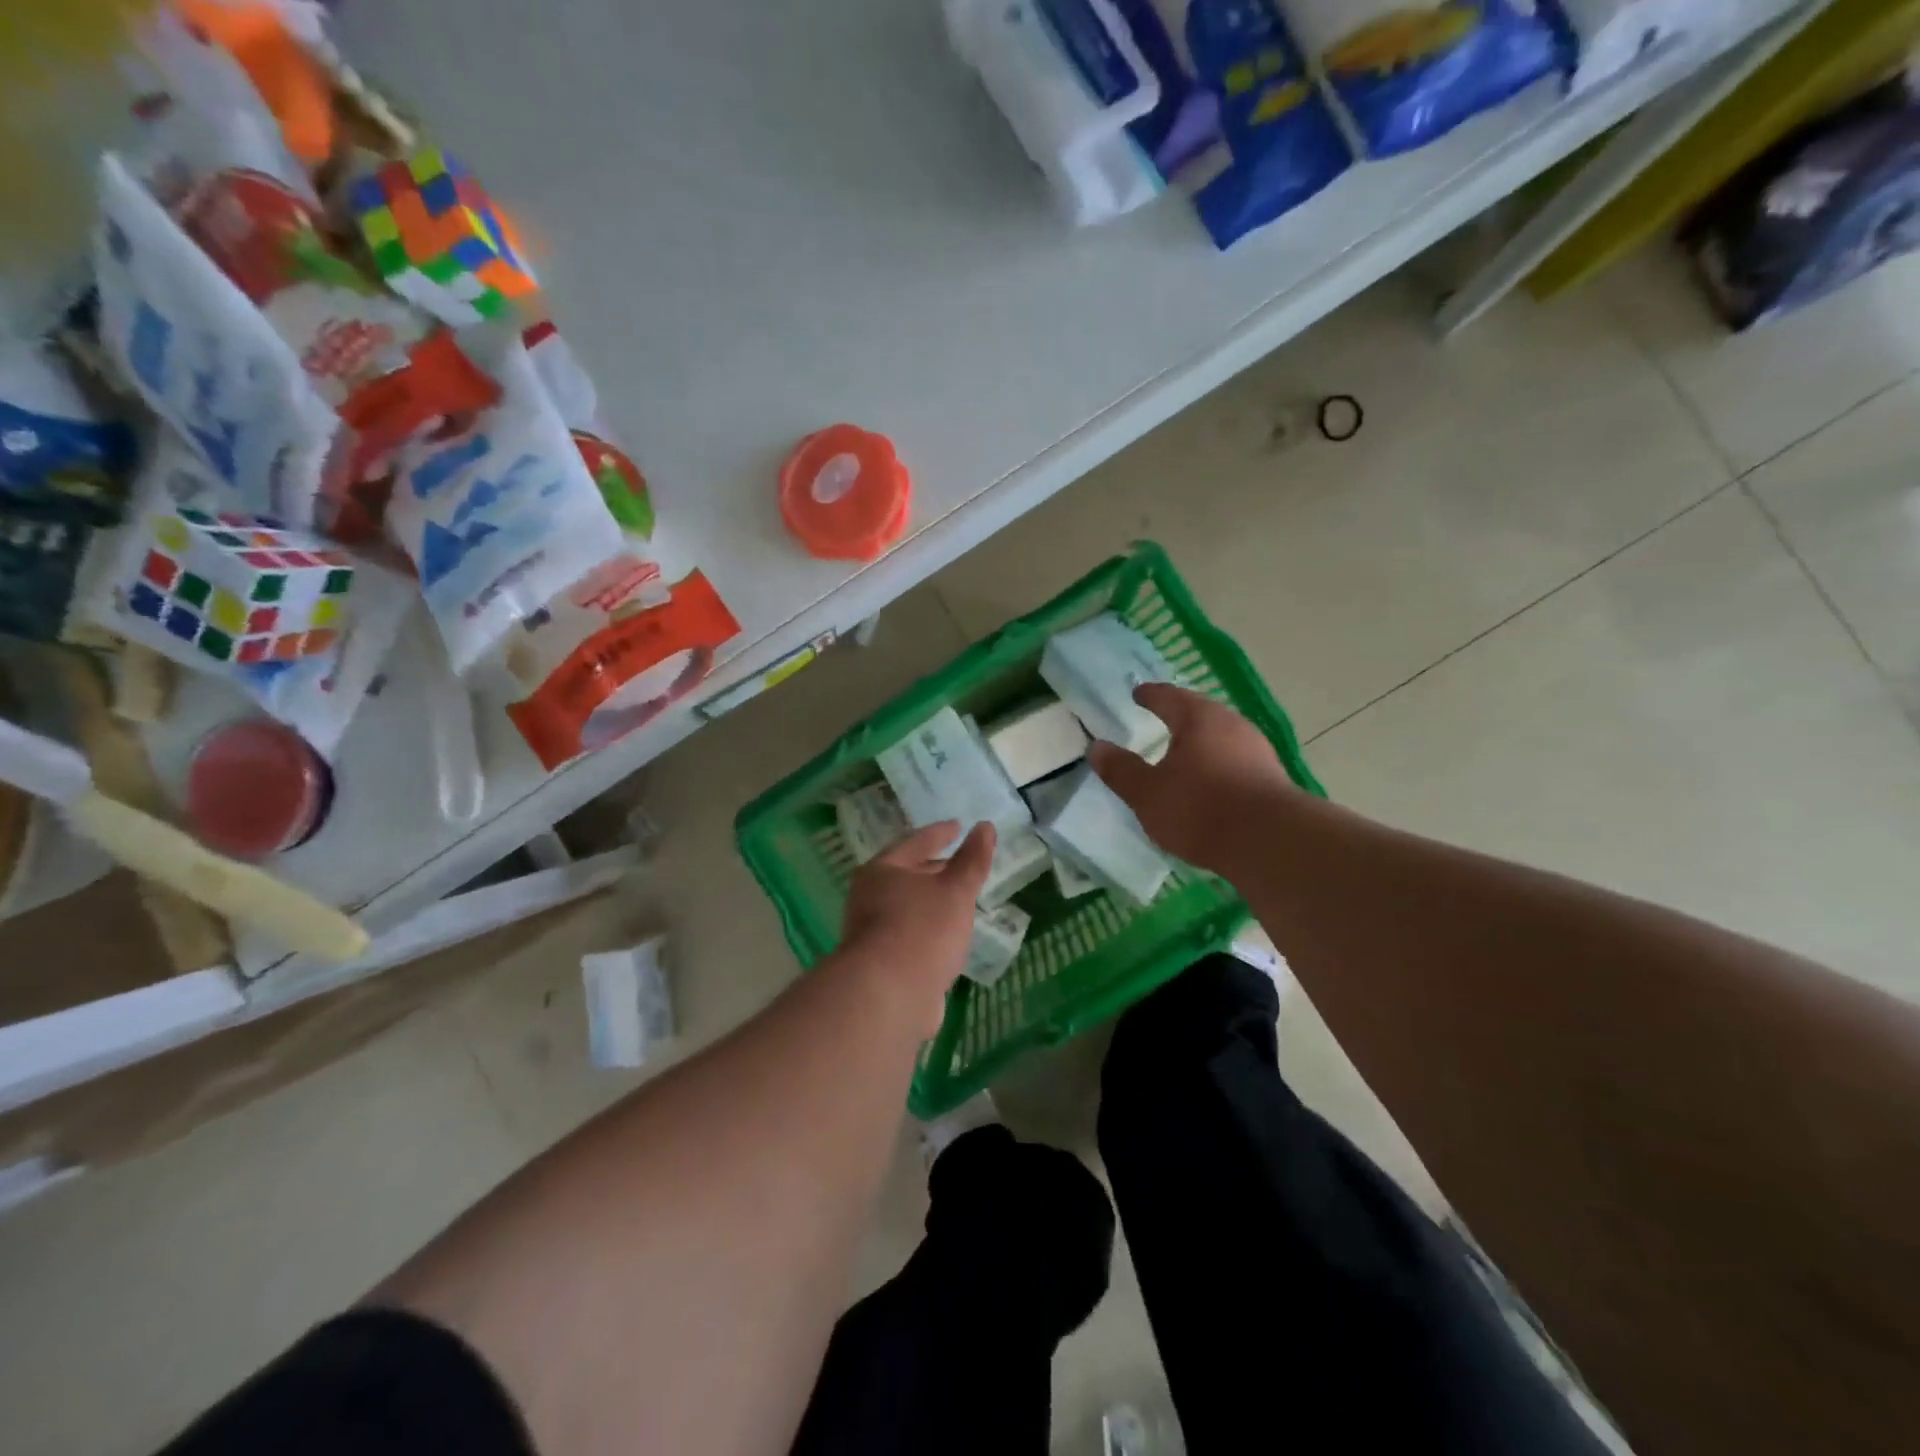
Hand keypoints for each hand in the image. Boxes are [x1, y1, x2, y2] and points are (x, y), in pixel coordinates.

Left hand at [837, 821, 994, 1033]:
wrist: (889, 995)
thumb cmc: (922, 929)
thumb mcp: (955, 890)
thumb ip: (972, 860)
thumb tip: (985, 826)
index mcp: (881, 871)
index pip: (915, 842)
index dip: (940, 833)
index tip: (959, 826)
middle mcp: (869, 897)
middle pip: (907, 875)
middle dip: (934, 869)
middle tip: (961, 865)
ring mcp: (872, 933)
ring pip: (908, 908)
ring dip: (932, 903)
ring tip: (960, 901)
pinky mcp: (881, 964)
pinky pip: (910, 936)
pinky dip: (929, 931)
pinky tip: (948, 939)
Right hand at [1088, 684, 1293, 871]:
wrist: (1270, 842)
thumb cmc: (1200, 809)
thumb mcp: (1147, 793)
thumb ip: (1121, 770)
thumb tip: (1096, 747)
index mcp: (1198, 718)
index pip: (1169, 697)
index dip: (1150, 695)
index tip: (1138, 693)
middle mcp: (1232, 725)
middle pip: (1201, 712)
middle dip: (1180, 715)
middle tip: (1162, 717)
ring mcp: (1258, 750)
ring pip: (1223, 736)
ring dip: (1202, 741)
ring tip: (1185, 752)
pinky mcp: (1272, 778)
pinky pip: (1237, 760)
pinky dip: (1219, 764)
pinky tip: (1212, 782)